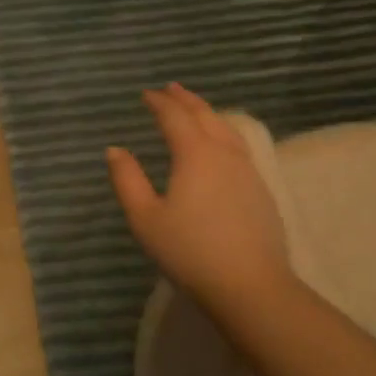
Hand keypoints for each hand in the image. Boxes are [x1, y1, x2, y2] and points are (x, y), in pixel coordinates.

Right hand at [106, 84, 297, 324]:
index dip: (159, 102)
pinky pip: (239, 147)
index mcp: (195, 154)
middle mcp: (224, 153)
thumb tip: (115, 150)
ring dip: (208, 113)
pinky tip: (221, 146)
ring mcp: (248, 171)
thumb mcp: (145, 218)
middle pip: (205, 116)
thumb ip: (127, 180)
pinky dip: (224, 133)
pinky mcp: (261, 191)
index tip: (146, 94)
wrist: (251, 287)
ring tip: (196, 110)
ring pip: (227, 130)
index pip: (175, 117)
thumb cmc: (190, 251)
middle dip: (186, 100)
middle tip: (171, 88)